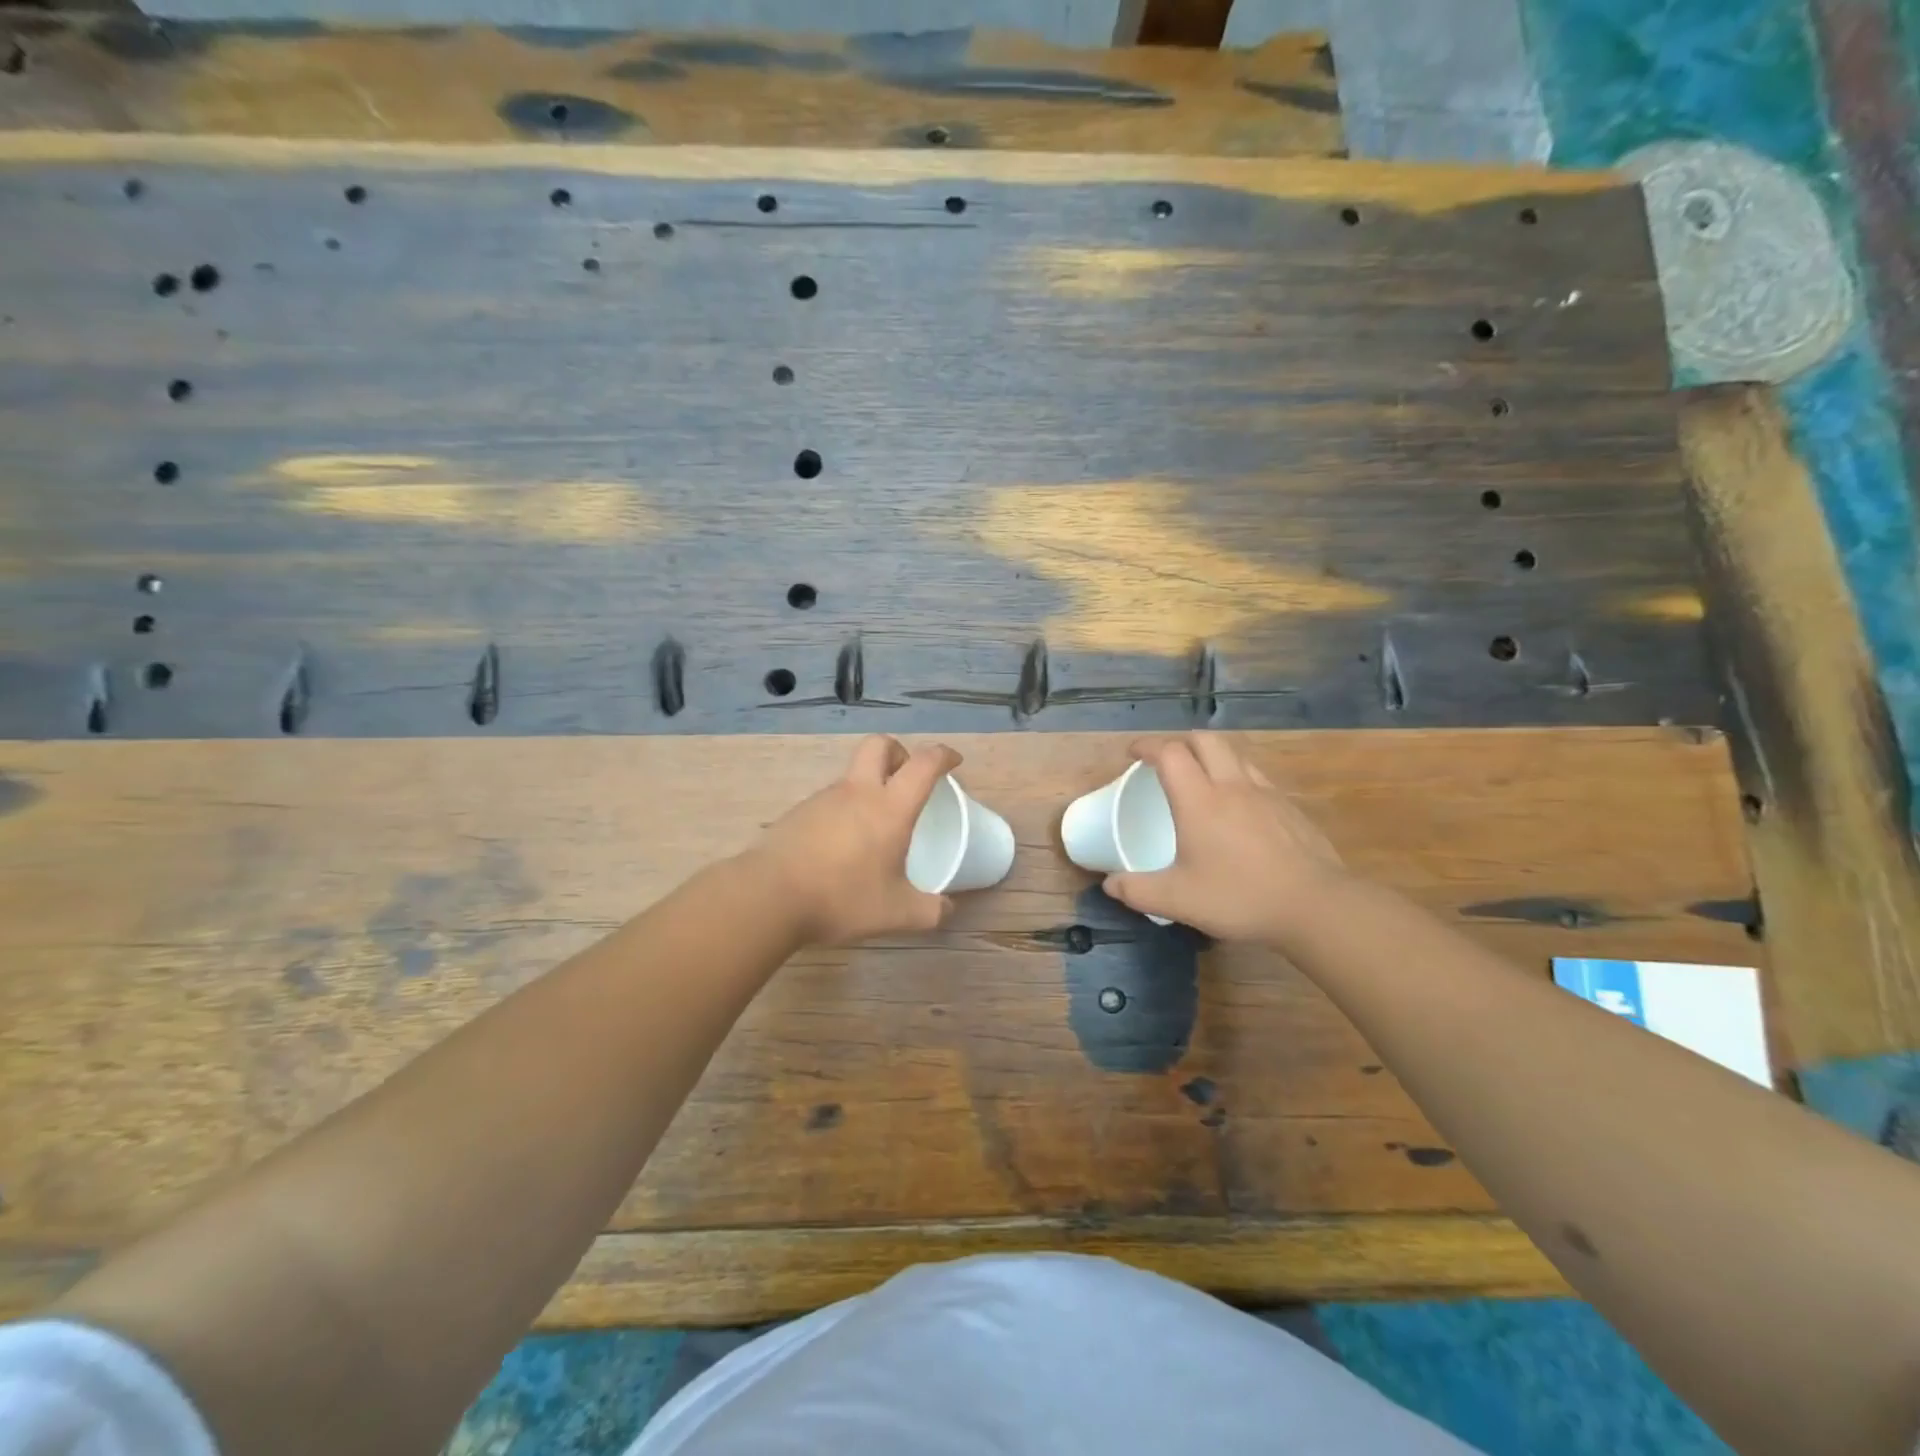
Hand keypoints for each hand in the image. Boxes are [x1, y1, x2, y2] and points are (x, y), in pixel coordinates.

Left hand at [749, 735, 961, 945]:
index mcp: (889, 808)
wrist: (768, 897)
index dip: (943, 755)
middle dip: (900, 752)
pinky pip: (830, 801)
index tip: (953, 762)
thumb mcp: (896, 914)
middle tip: (907, 780)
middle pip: (879, 745)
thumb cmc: (841, 898)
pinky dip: (844, 811)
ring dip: (869, 786)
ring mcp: (823, 800)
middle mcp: (857, 792)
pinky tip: (841, 849)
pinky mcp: (797, 814)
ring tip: (874, 829)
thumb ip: (929, 911)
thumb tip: (946, 908)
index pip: (923, 764)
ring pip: (852, 775)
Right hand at [1102, 733, 1346, 944]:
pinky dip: (1238, 777)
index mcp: (1199, 800)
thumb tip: (1109, 884)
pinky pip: (1257, 777)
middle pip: (1205, 740)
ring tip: (1201, 778)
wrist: (1315, 906)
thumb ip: (1137, 890)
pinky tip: (1238, 807)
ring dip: (1212, 755)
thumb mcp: (1177, 900)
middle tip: (1166, 760)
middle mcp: (1231, 786)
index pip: (1169, 753)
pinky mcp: (1289, 808)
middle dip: (1180, 741)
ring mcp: (1265, 794)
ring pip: (1235, 754)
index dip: (1146, 746)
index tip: (1132, 754)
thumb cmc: (1239, 896)